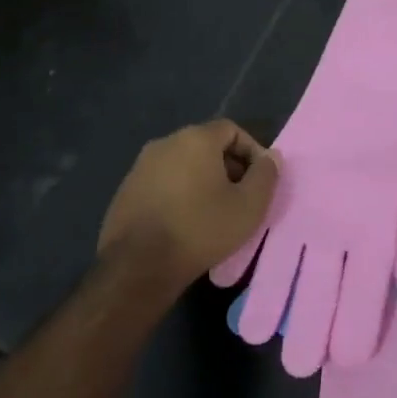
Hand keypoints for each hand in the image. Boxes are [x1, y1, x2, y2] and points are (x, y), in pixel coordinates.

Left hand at [99, 120, 279, 293]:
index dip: (251, 151)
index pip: (231, 130)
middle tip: (240, 196)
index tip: (259, 179)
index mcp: (195, 139)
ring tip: (214, 211)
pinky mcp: (125, 192)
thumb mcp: (249, 205)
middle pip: (206, 145)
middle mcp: (165, 143)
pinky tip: (184, 222)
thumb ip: (266, 175)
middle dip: (228, 166)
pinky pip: (162, 183)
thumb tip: (271, 157)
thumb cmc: (201, 229)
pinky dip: (178, 194)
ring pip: (183, 165)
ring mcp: (140, 167)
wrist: (137, 268)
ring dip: (202, 181)